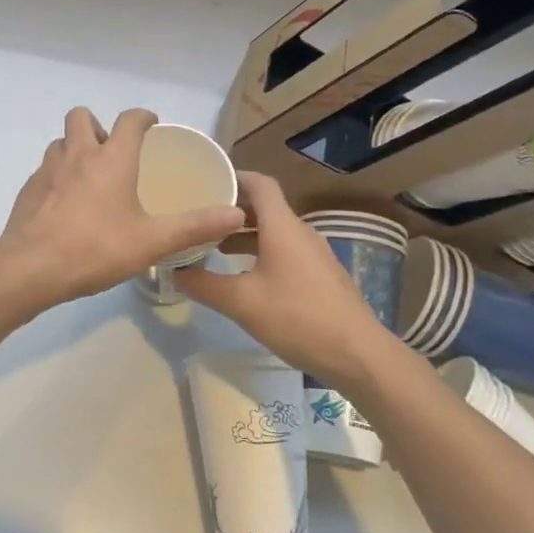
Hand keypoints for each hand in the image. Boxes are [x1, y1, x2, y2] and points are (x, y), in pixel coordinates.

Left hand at [0, 108, 245, 311]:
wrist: (30, 268)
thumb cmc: (96, 249)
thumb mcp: (152, 241)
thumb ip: (195, 226)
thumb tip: (237, 215)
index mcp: (111, 159)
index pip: (129, 120)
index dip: (142, 117)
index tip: (151, 124)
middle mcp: (77, 154)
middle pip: (82, 116)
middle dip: (98, 125)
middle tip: (112, 152)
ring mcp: (48, 170)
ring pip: (60, 142)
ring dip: (75, 149)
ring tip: (90, 178)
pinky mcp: (29, 189)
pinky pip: (46, 169)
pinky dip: (58, 175)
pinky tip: (66, 205)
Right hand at [177, 172, 393, 389]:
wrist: (359, 355)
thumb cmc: (298, 318)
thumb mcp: (242, 303)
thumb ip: (204, 285)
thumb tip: (174, 271)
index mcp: (282, 226)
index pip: (260, 184)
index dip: (234, 177)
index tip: (206, 183)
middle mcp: (300, 232)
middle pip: (265, 207)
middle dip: (232, 210)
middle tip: (199, 217)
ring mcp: (314, 254)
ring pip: (274, 232)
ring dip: (245, 235)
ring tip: (213, 248)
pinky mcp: (321, 276)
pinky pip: (285, 251)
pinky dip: (261, 252)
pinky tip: (244, 276)